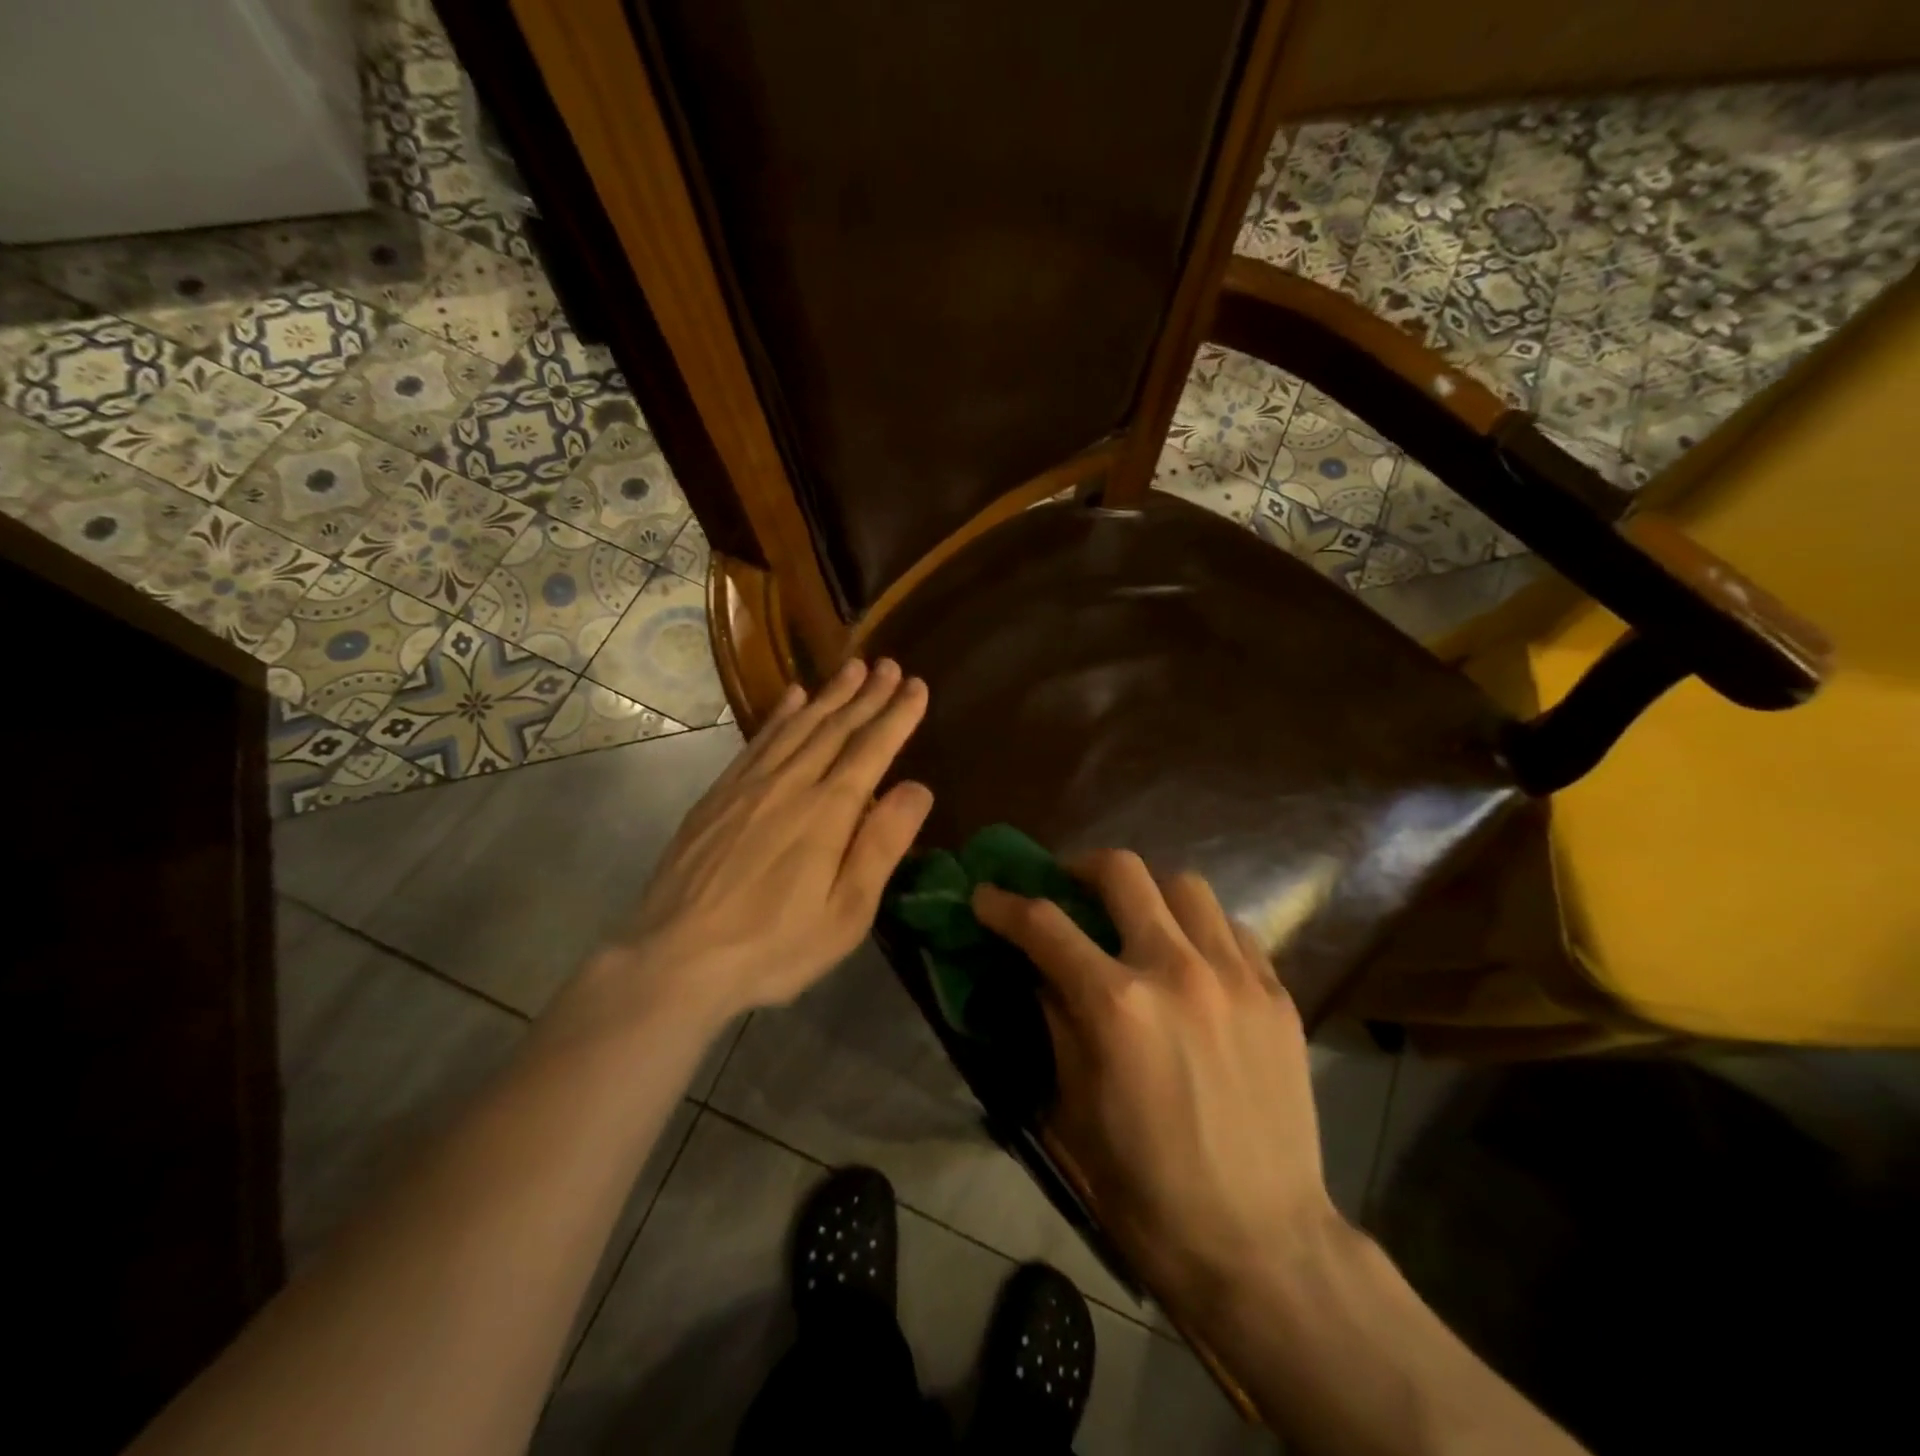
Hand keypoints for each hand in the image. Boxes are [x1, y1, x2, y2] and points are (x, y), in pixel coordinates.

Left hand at [576, 658, 932, 1031]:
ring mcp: (749, 785)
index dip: (897, 716)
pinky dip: (780, 715)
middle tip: (890, 665)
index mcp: (828, 811)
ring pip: (798, 726)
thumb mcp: (846, 912)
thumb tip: (918, 787)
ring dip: (829, 695)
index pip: (872, 749)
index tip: (916, 685)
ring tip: (853, 668)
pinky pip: (757, 741)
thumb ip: (882, 845)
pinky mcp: (718, 795)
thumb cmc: (774, 945)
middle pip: (836, 728)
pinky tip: (792, 698)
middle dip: (868, 695)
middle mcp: (790, 784)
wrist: (675, 958)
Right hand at [973, 852, 1337, 1309]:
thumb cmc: (1148, 1187)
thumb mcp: (1073, 1107)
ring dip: (1147, 891)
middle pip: (1122, 872)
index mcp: (1117, 1005)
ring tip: (1135, 919)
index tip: (986, 895)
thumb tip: (1041, 971)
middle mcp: (1177, 970)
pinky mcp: (1276, 994)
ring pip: (1184, 885)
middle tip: (1067, 889)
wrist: (1261, 1244)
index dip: (1005, 904)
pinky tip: (1190, 957)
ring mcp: (1235, 976)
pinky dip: (1199, 927)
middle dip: (1080, 869)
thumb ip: (1055, 1021)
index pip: (1045, 925)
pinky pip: (1232, 928)